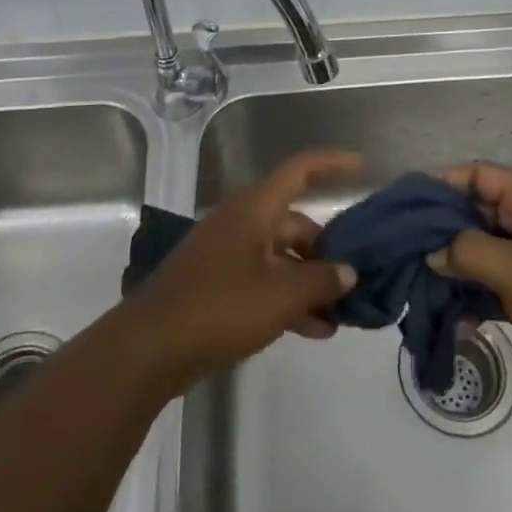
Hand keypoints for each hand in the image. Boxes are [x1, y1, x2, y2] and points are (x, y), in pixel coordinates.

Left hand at [125, 149, 360, 393]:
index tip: (362, 166)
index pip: (299, 170)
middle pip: (295, 223)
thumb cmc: (219, 308)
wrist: (149, 349)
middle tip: (357, 279)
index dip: (331, 163)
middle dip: (328, 250)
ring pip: (282, 257)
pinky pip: (264, 281)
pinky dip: (288, 298)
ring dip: (310, 281)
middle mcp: (242, 223)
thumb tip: (348, 272)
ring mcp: (227, 254)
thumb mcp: (281, 295)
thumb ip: (320, 281)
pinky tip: (313, 330)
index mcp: (255, 209)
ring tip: (342, 315)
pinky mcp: (218, 285)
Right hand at [430, 162, 511, 410]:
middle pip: (475, 213)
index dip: (444, 185)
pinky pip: (489, 285)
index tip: (409, 208)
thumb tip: (431, 250)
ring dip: (451, 265)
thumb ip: (469, 251)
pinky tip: (445, 314)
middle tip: (402, 249)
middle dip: (440, 229)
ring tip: (415, 281)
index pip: (480, 176)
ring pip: (479, 251)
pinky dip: (468, 295)